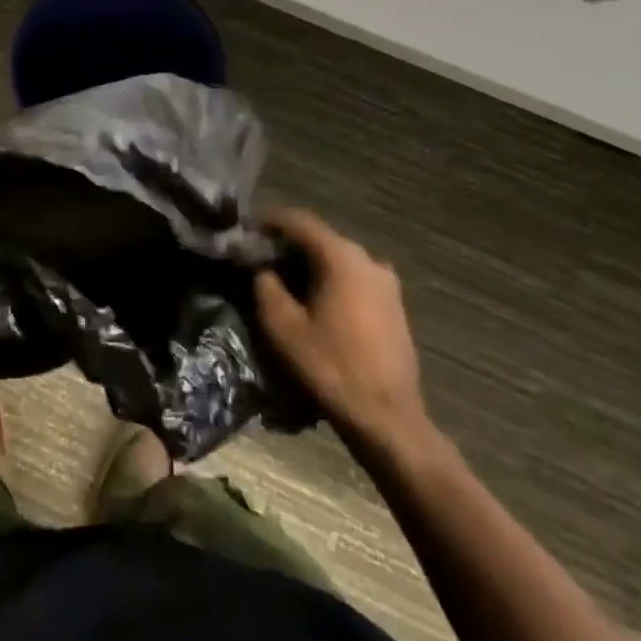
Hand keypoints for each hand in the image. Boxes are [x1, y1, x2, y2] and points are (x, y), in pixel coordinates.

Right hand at [254, 210, 430, 457]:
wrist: (387, 419)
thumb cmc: (330, 367)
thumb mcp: (283, 327)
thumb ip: (266, 286)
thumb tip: (262, 268)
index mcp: (342, 258)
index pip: (299, 222)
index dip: (269, 221)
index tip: (245, 230)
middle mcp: (369, 260)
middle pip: (321, 238)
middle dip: (288, 243)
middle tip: (259, 256)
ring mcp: (387, 283)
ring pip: (339, 259)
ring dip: (310, 263)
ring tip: (283, 279)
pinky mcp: (394, 305)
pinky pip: (354, 278)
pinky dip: (330, 279)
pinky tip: (314, 300)